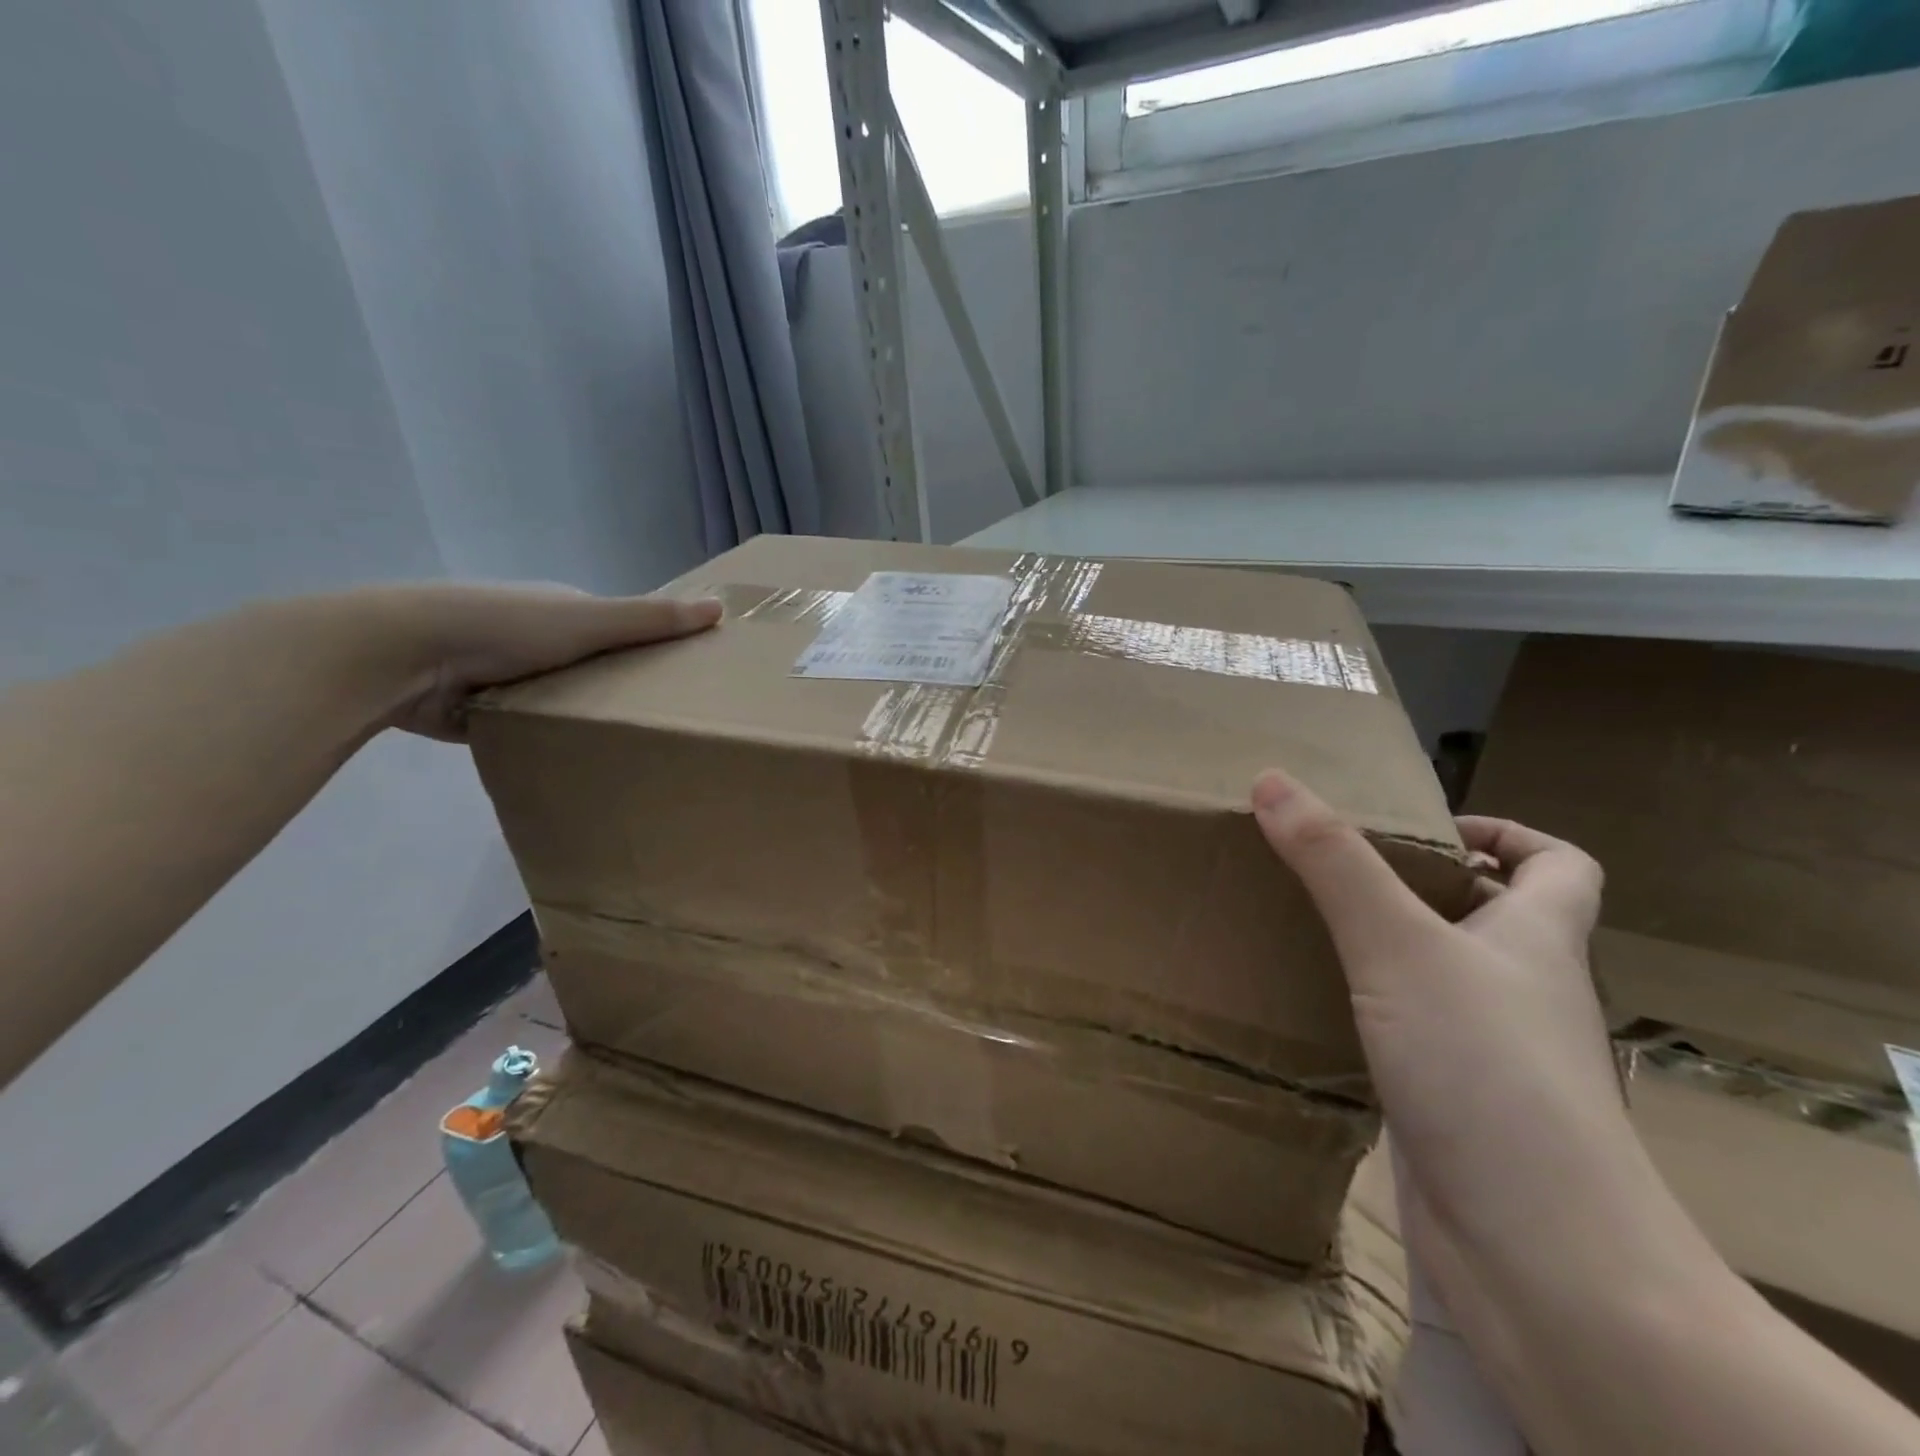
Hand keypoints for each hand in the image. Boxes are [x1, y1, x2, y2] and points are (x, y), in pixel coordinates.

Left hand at [369, 584, 722, 740]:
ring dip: (582, 715)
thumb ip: (652, 619)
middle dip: (620, 689)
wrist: (403, 654)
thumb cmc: (504, 627)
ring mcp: (506, 673)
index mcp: (563, 608)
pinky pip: (529, 725)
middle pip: (594, 666)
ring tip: (626, 748)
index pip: (620, 628)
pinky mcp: (481, 709)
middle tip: (662, 724)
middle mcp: (536, 636)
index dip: (653, 650)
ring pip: (561, 698)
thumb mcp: (589, 621)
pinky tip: (575, 759)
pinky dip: (547, 737)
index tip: (685, 681)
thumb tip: (721, 607)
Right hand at [1251, 771, 1646, 1355]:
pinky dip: (1371, 1010)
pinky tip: (1314, 1007)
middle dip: (1421, 885)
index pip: (1561, 865)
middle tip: (1336, 870)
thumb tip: (1272, 779)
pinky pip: (1412, 1033)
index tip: (1425, 829)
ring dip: (1388, 948)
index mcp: (1537, 942)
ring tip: (1308, 926)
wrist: (1540, 1257)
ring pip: (1443, 977)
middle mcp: (1521, 992)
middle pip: (1492, 917)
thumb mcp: (1398, 945)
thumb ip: (1333, 862)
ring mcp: (1490, 1053)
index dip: (1506, 833)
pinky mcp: (1454, 1104)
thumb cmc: (1486, 1073)